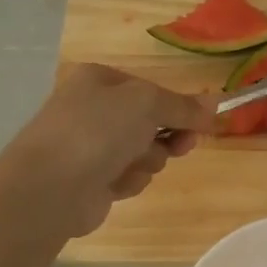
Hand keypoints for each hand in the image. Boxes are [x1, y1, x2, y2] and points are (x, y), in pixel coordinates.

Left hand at [3, 64, 215, 235]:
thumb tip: (215, 103)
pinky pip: (127, 176)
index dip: (179, 107)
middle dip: (167, 136)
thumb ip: (183, 106)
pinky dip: (129, 180)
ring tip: (131, 165)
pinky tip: (115, 185)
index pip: (151, 90)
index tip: (202, 124)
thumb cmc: (97, 131)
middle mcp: (93, 109)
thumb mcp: (147, 104)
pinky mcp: (92, 180)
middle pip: (150, 122)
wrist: (51, 186)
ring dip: (146, 160)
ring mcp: (90, 146)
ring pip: (142, 152)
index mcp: (99, 80)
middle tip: (182, 147)